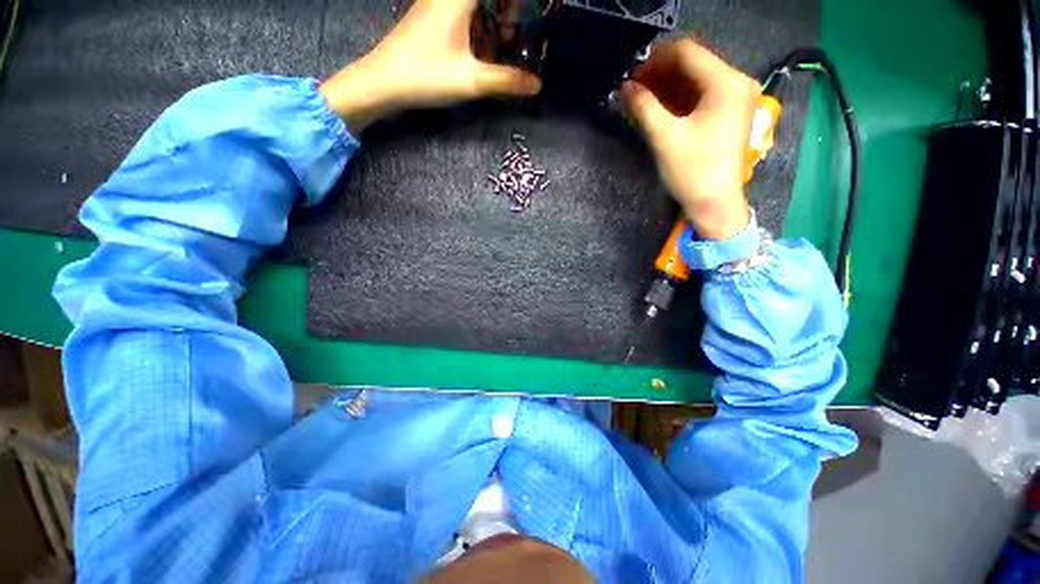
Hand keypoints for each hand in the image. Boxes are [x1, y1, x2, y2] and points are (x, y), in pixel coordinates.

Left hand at [320, 0, 541, 131]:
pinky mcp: (430, 15)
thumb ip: (506, 81)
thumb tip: (537, 85)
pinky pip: (460, 8)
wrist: (382, 81)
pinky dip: (478, 19)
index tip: (525, 13)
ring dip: (492, 11)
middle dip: (506, 6)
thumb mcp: (470, 81)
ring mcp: (436, 2)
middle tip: (516, 24)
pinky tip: (481, 45)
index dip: (513, 2)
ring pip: (473, 2)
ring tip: (505, 33)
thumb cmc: (425, 76)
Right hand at [621, 39, 758, 240]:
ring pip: (695, 80)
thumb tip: (624, 87)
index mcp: (725, 82)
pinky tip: (657, 107)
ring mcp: (734, 98)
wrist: (715, 204)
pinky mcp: (728, 113)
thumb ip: (644, 107)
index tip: (630, 73)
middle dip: (659, 73)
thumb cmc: (692, 171)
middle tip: (632, 88)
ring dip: (666, 86)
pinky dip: (678, 99)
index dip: (655, 59)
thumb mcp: (664, 137)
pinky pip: (700, 96)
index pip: (686, 53)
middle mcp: (735, 82)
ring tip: (639, 98)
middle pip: (692, 65)